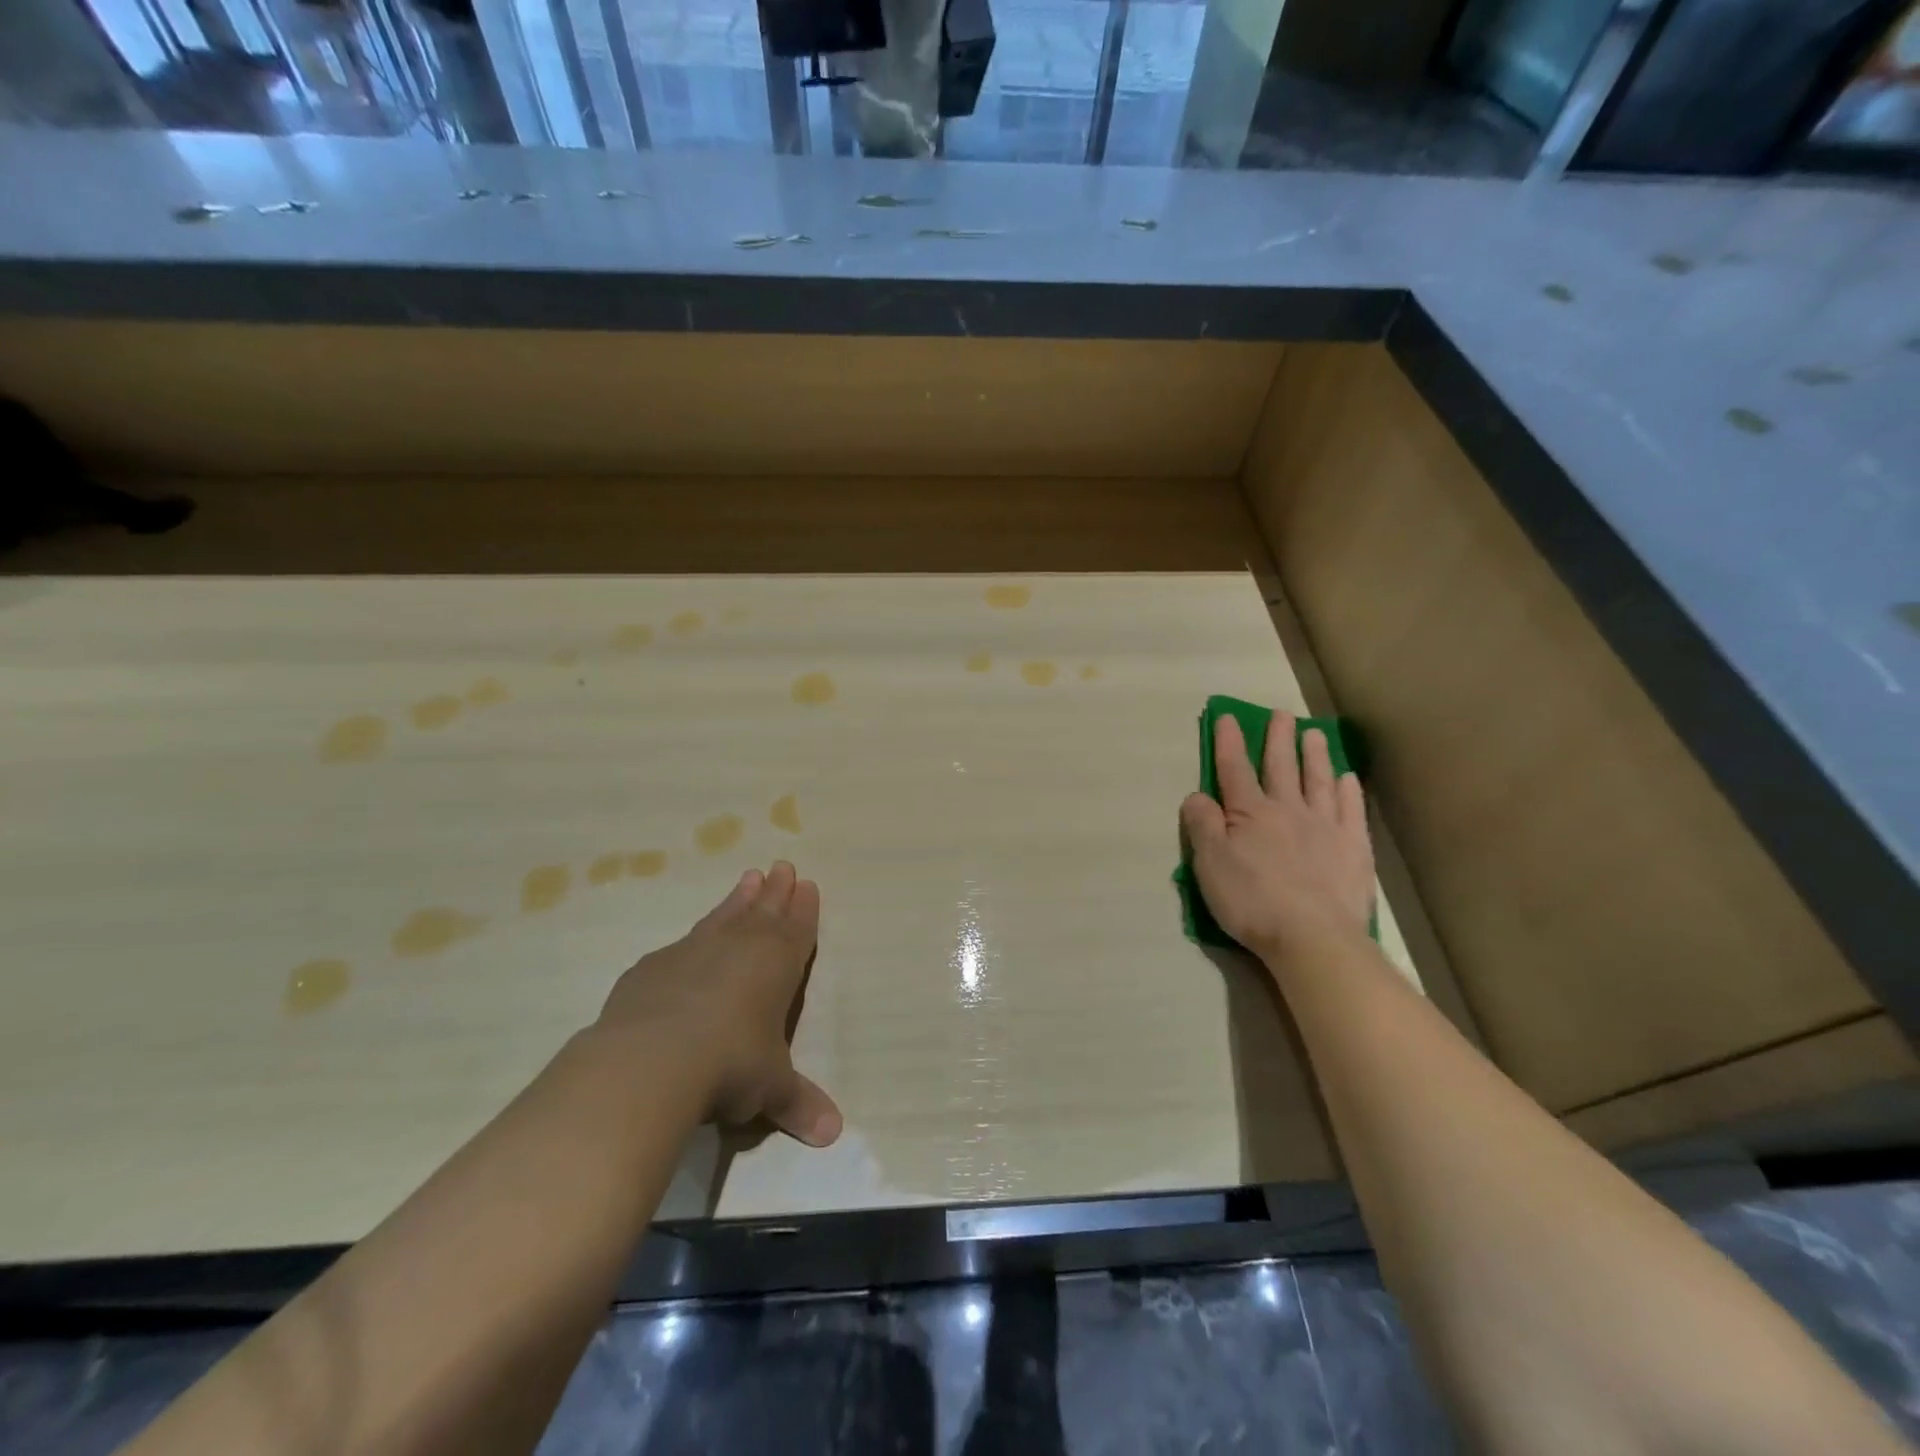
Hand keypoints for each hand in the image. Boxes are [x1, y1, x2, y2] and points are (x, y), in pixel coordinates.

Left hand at [595, 862, 842, 1146]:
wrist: (651, 1061)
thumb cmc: (731, 1065)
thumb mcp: (771, 1089)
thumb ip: (798, 1104)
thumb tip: (833, 1134)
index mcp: (777, 964)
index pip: (797, 929)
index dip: (804, 908)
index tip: (807, 884)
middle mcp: (739, 947)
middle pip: (763, 911)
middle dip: (776, 891)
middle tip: (782, 867)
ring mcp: (693, 951)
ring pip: (724, 916)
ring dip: (739, 898)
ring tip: (749, 877)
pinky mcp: (653, 967)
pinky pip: (683, 944)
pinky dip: (695, 938)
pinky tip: (690, 942)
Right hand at [1180, 714, 1373, 963]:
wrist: (1313, 937)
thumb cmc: (1252, 901)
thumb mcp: (1210, 865)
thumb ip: (1202, 825)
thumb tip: (1197, 795)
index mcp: (1250, 813)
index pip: (1234, 769)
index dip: (1229, 742)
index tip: (1227, 717)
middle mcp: (1288, 809)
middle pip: (1281, 766)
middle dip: (1277, 738)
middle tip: (1281, 714)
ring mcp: (1325, 826)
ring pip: (1319, 780)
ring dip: (1314, 755)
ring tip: (1314, 733)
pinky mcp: (1354, 848)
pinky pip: (1351, 809)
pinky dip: (1348, 790)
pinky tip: (1347, 778)